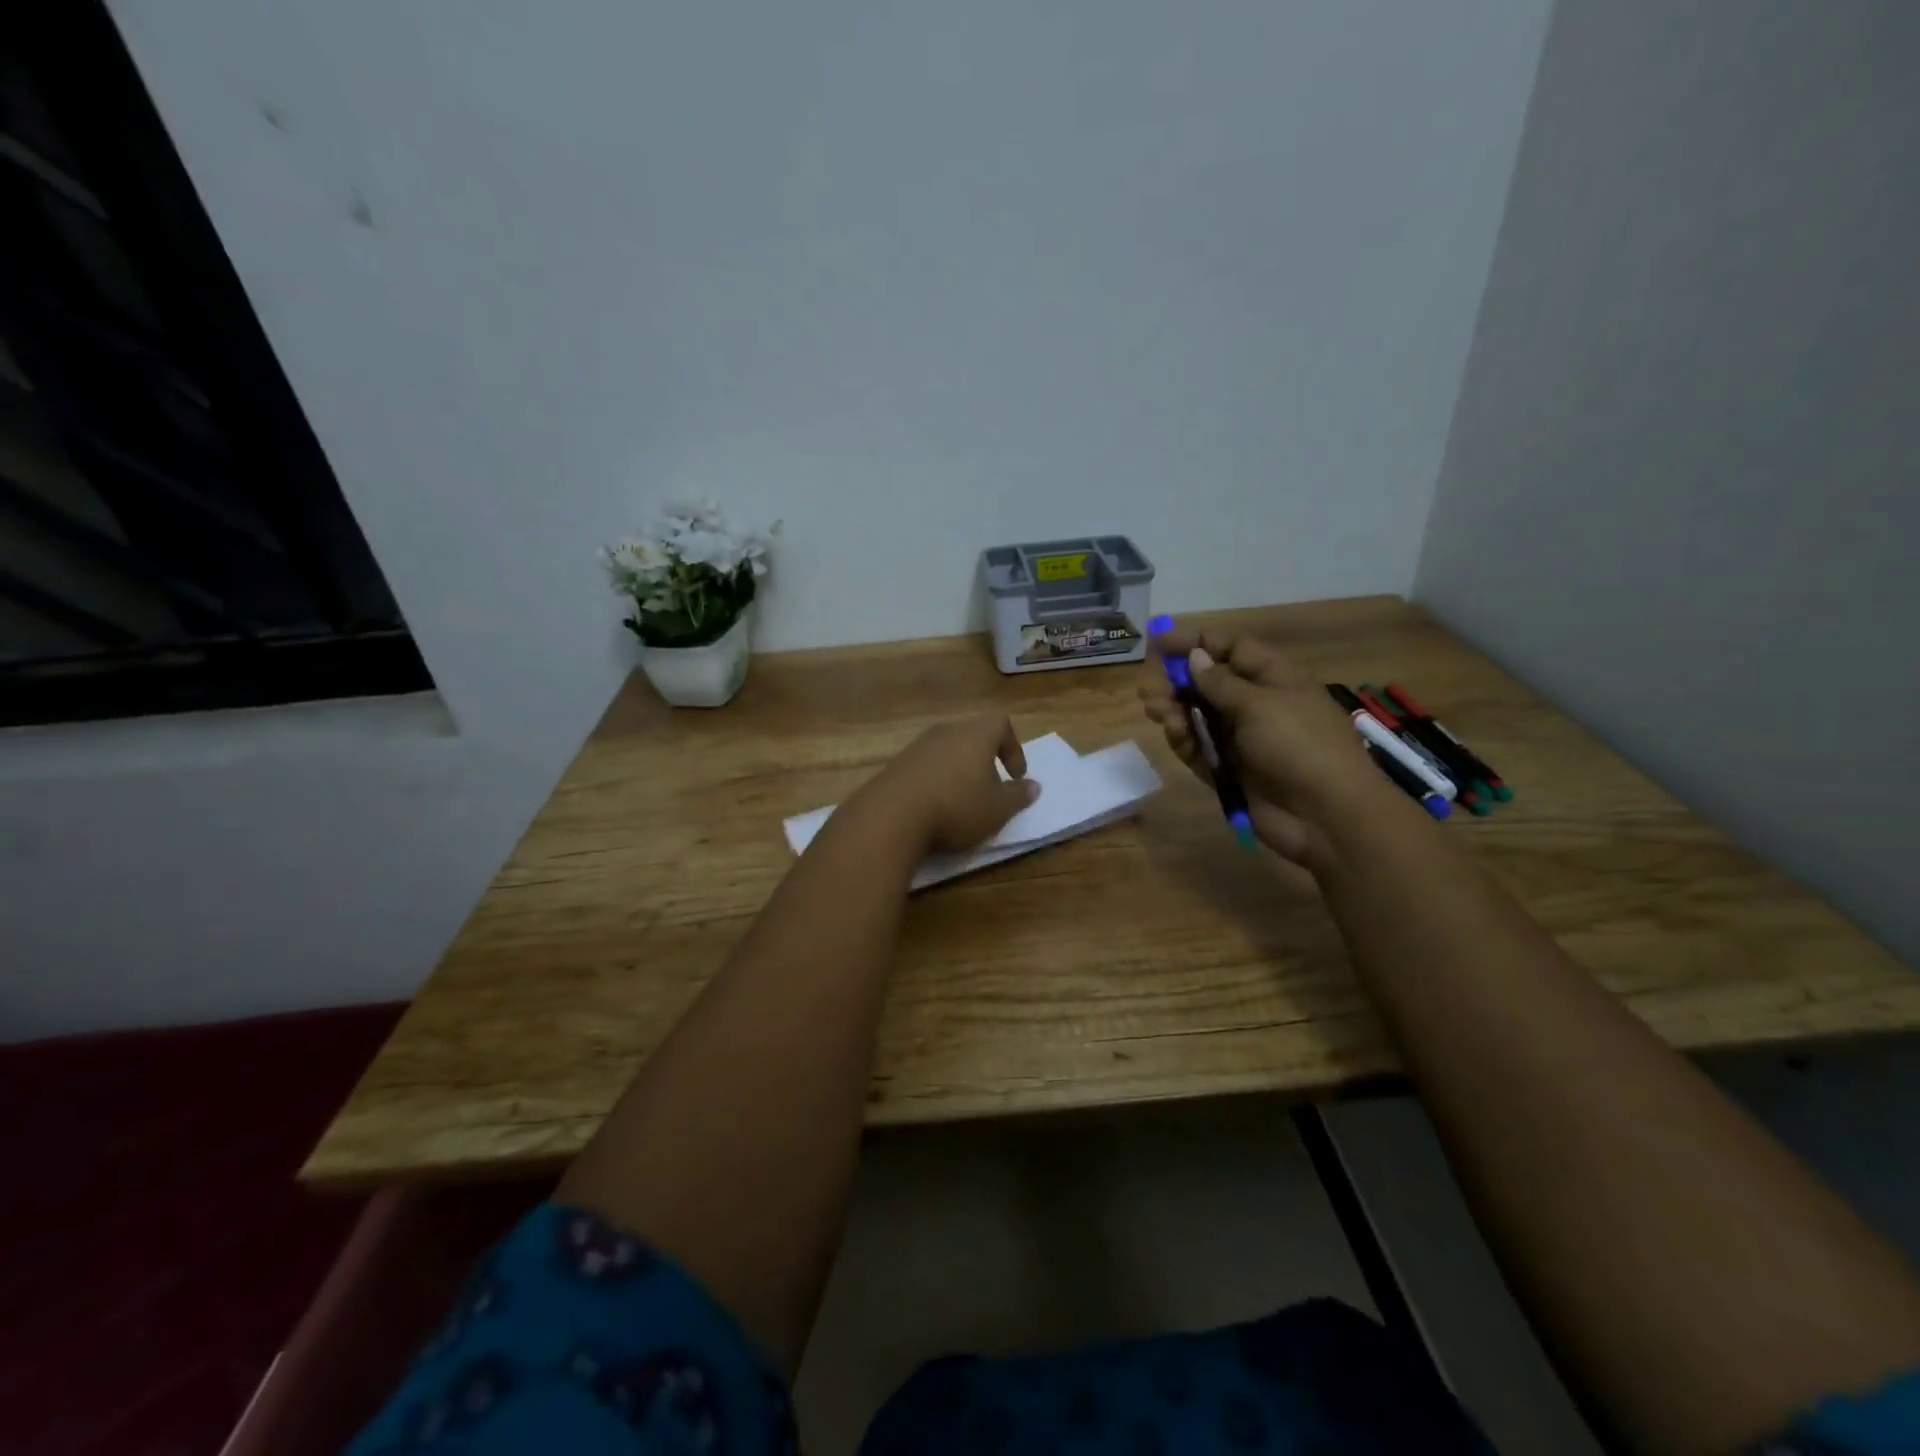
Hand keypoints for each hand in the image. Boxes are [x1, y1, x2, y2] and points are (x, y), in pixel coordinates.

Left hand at [855, 715, 1039, 854]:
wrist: (891, 817)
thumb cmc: (956, 807)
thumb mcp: (998, 809)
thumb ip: (1018, 796)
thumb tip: (1033, 786)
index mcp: (976, 734)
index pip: (1001, 724)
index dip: (1013, 748)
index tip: (1016, 776)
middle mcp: (946, 732)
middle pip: (972, 735)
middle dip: (984, 760)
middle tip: (990, 787)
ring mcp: (917, 746)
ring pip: (947, 750)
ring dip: (958, 771)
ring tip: (962, 801)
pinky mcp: (896, 765)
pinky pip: (925, 766)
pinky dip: (935, 781)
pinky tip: (934, 807)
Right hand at [1137, 626, 1386, 866]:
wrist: (1326, 815)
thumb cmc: (1299, 745)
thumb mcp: (1259, 704)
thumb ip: (1219, 682)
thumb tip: (1196, 657)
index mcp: (1274, 678)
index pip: (1231, 649)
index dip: (1196, 642)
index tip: (1159, 643)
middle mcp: (1256, 705)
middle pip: (1208, 684)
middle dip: (1177, 683)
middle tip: (1148, 689)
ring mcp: (1242, 740)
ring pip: (1199, 717)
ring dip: (1175, 711)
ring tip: (1155, 711)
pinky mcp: (1230, 771)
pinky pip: (1200, 749)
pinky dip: (1185, 740)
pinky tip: (1176, 735)